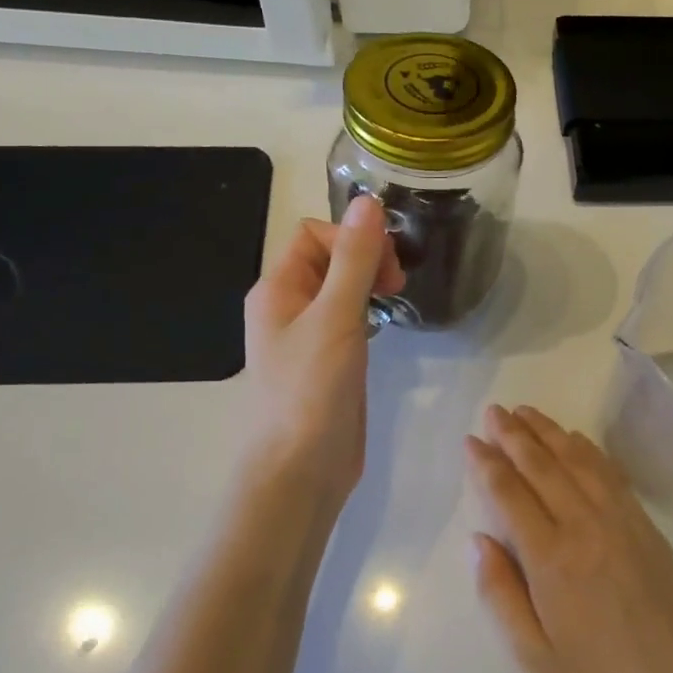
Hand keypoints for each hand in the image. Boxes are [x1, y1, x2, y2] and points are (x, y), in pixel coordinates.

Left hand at [241, 197, 403, 510]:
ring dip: (368, 283)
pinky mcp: (328, 361)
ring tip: (394, 300)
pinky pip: (348, 318)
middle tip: (396, 285)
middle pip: (328, 257)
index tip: (386, 267)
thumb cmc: (310, 390)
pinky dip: (368, 311)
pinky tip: (385, 326)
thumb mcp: (335, 318)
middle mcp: (287, 306)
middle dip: (364, 258)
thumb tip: (368, 202)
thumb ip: (354, 260)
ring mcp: (307, 336)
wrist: (301, 470)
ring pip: (340, 288)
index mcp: (277, 289)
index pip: (314, 235)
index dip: (352, 238)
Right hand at [465, 405, 672, 672]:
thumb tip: (478, 540)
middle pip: (542, 467)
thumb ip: (500, 594)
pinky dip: (588, 450)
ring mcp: (620, 521)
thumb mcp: (534, 658)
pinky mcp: (646, 526)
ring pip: (577, 461)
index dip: (487, 464)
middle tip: (494, 411)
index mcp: (551, 559)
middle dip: (514, 435)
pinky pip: (611, 474)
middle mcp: (584, 527)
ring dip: (549, 432)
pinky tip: (575, 439)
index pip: (510, 494)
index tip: (471, 440)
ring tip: (526, 412)